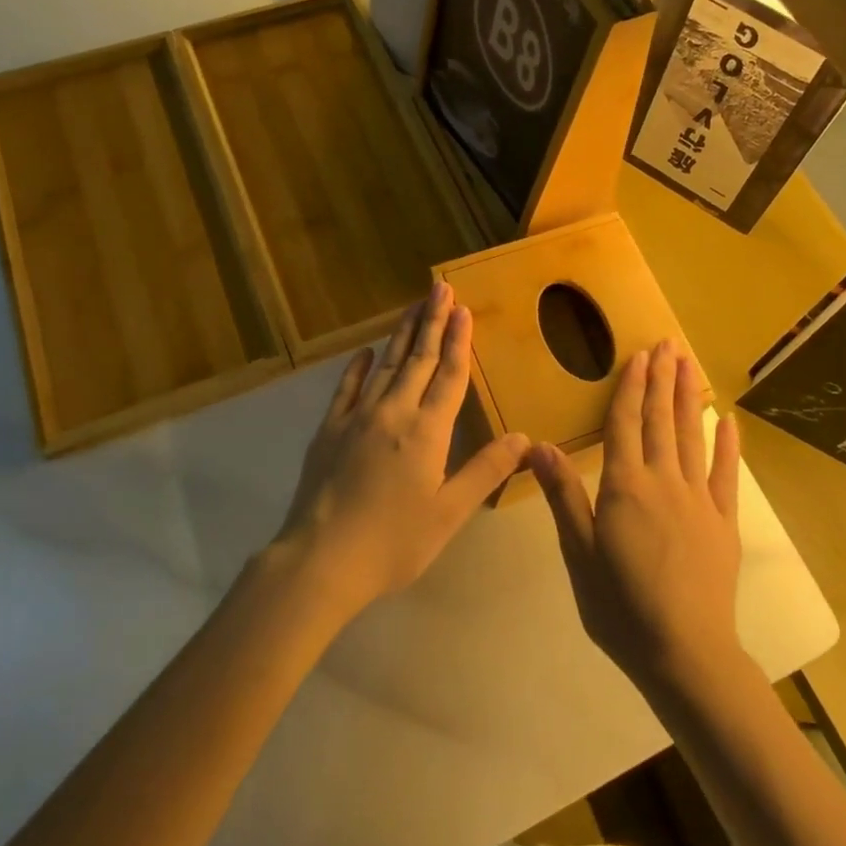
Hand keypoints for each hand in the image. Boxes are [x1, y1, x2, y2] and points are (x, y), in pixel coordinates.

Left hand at [274, 279, 528, 617]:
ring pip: (386, 364)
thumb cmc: (393, 541)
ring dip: (402, 334)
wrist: (321, 558)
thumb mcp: (449, 512)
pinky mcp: (329, 429)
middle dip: (432, 320)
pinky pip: (346, 388)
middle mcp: (394, 412)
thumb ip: (486, 470)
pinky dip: (358, 367)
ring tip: (414, 306)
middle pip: (418, 358)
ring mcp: (357, 417)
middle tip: (439, 286)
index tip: (463, 308)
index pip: (449, 374)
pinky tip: (365, 351)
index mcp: (427, 431)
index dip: (458, 340)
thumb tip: (524, 437)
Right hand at [530, 339, 744, 695]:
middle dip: (662, 379)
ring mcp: (699, 499)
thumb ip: (563, 496)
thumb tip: (538, 446)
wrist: (685, 653)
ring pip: (692, 436)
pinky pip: (726, 474)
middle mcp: (664, 481)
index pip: (625, 424)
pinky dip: (728, 445)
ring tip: (689, 364)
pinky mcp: (724, 521)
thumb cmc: (620, 606)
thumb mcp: (580, 553)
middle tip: (668, 344)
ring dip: (689, 398)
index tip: (639, 355)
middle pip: (661, 420)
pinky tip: (728, 420)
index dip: (631, 387)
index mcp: (625, 487)